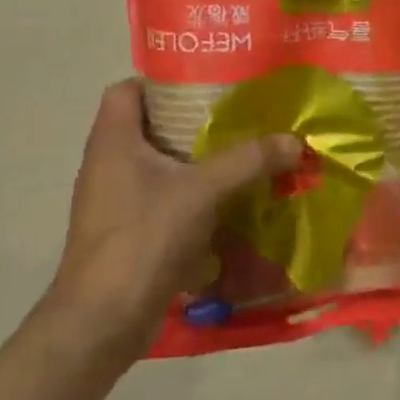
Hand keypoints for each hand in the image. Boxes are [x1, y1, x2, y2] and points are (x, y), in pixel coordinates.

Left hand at [42, 80, 300, 365]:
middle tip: (246, 115)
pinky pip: (171, 196)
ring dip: (205, 158)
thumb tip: (296, 141)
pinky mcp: (134, 229)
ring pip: (166, 164)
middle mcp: (111, 165)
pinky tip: (237, 197)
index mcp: (114, 143)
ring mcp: (120, 200)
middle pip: (154, 126)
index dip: (164, 80)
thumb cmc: (143, 238)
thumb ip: (250, 161)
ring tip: (251, 151)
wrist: (104, 318)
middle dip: (200, 119)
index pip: (128, 90)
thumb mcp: (203, 191)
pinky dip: (202, 192)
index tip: (211, 83)